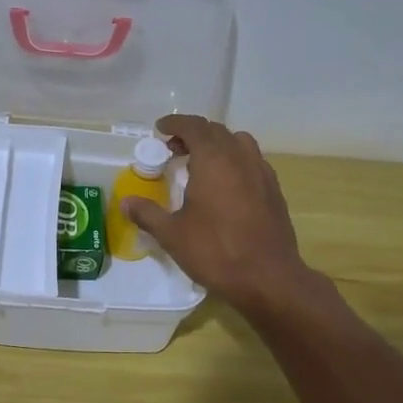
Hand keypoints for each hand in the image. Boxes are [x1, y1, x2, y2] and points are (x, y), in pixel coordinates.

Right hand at [121, 114, 314, 318]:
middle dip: (194, 134)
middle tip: (174, 150)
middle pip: (217, 131)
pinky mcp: (274, 191)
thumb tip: (127, 202)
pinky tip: (226, 185)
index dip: (175, 124)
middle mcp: (240, 158)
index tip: (160, 129)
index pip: (194, 127)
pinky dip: (235, 162)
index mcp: (214, 160)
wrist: (268, 278)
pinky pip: (253, 162)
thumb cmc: (216, 252)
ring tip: (202, 163)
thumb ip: (148, 214)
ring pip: (239, 143)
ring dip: (218, 145)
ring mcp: (262, 173)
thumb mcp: (173, 235)